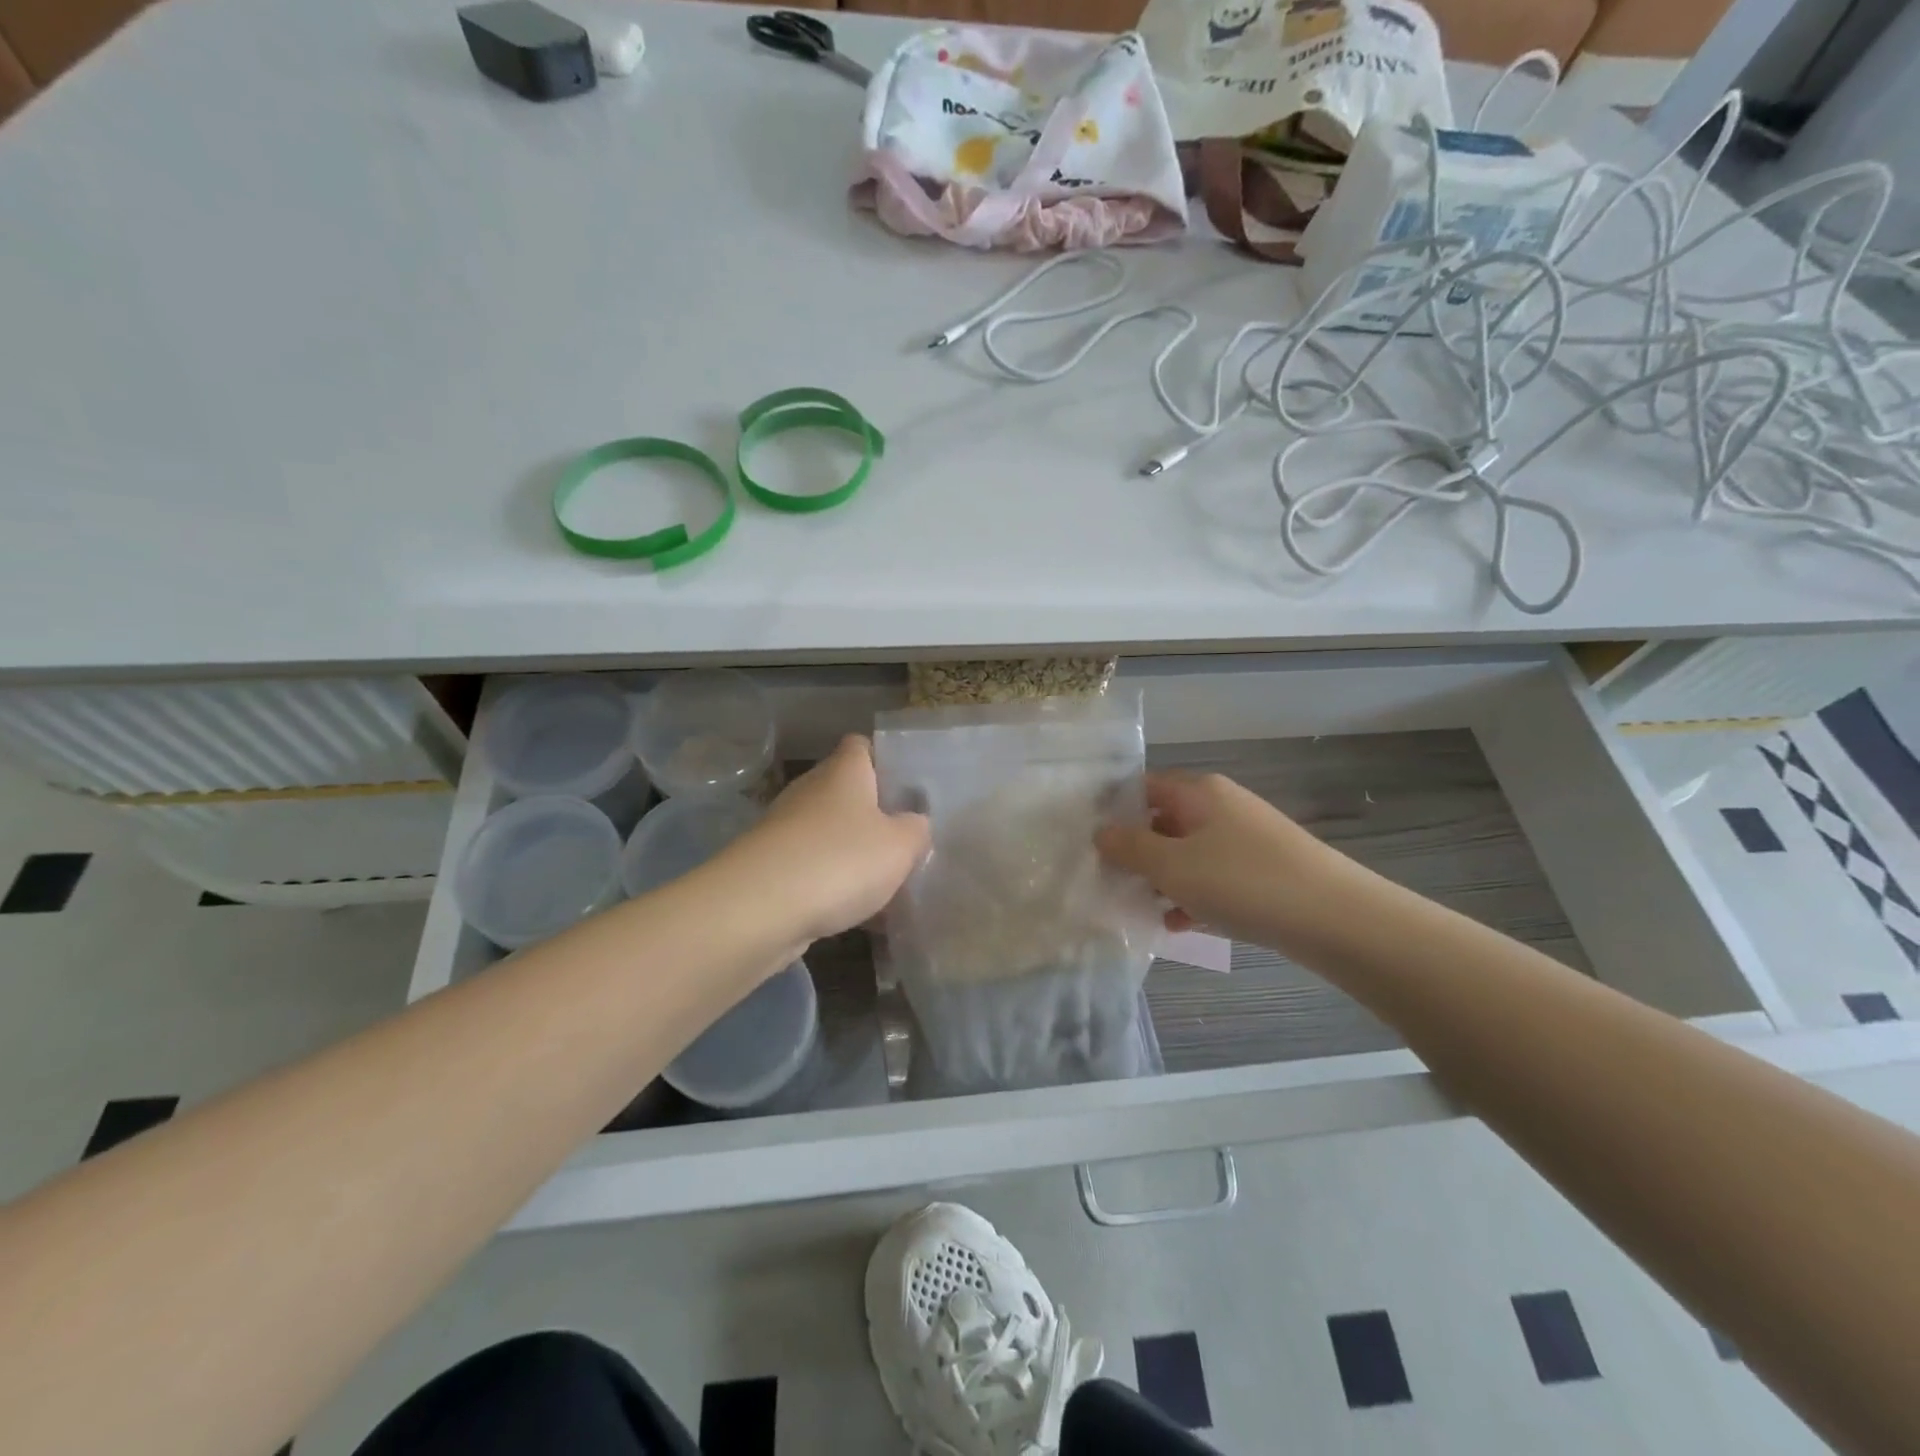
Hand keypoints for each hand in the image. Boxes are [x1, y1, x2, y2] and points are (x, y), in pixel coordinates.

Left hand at [727, 735, 929, 945]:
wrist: (758, 909)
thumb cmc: (840, 860)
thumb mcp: (900, 846)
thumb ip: (916, 830)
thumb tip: (914, 824)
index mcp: (843, 772)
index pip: (862, 746)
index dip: (885, 760)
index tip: (907, 787)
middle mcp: (810, 791)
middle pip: (846, 793)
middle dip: (873, 816)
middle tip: (905, 842)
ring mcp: (785, 829)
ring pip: (829, 835)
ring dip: (853, 856)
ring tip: (886, 884)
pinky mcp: (769, 867)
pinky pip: (812, 869)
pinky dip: (832, 886)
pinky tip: (857, 915)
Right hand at [1096, 771, 1333, 944]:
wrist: (1335, 919)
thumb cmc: (1242, 882)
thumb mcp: (1173, 865)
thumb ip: (1130, 847)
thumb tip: (1101, 831)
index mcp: (1198, 792)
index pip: (1142, 788)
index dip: (1114, 811)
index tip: (1090, 842)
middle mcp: (1222, 806)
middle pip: (1164, 821)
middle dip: (1137, 852)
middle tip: (1111, 881)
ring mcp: (1245, 838)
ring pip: (1188, 853)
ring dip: (1163, 879)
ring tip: (1141, 908)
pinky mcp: (1262, 870)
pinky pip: (1214, 877)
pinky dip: (1194, 896)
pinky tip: (1180, 926)